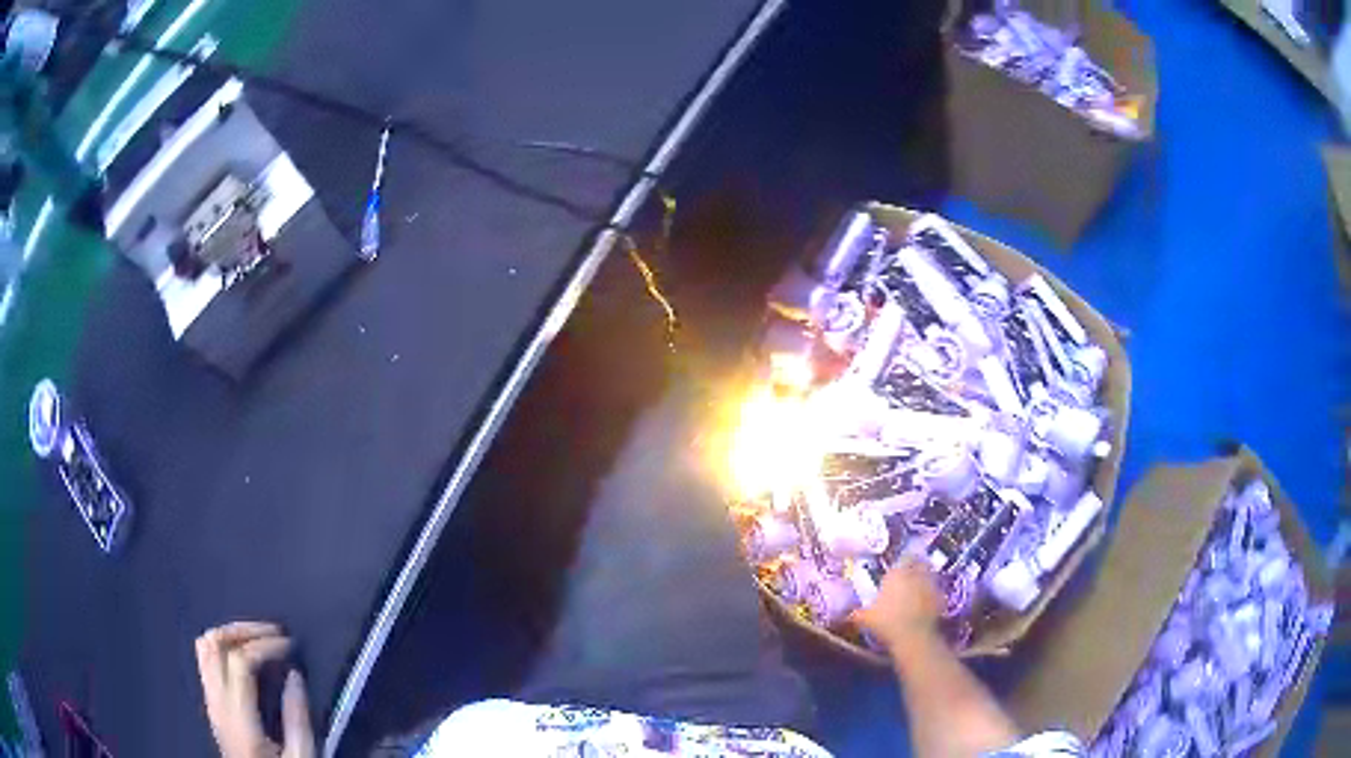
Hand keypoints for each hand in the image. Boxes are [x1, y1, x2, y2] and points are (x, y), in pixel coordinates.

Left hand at [195, 622, 314, 757]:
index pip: (239, 660)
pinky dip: (223, 647)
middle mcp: (216, 702)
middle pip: (214, 643)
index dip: (265, 644)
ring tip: (258, 638)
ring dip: (230, 634)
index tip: (290, 644)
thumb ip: (297, 719)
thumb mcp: (300, 757)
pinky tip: (244, 656)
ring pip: (205, 647)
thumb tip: (295, 675)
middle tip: (273, 632)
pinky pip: (206, 660)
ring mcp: (209, 702)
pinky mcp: (211, 704)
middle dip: (244, 629)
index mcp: (238, 717)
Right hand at [854, 558, 941, 653]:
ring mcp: (930, 585)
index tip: (897, 569)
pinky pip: (936, 591)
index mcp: (897, 573)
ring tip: (918, 588)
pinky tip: (926, 604)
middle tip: (909, 575)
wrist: (913, 635)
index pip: (902, 558)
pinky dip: (932, 595)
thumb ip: (856, 614)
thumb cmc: (886, 621)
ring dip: (925, 579)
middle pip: (919, 563)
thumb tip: (846, 615)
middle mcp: (915, 574)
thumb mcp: (866, 618)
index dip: (901, 562)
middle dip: (915, 567)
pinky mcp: (941, 598)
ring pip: (929, 575)